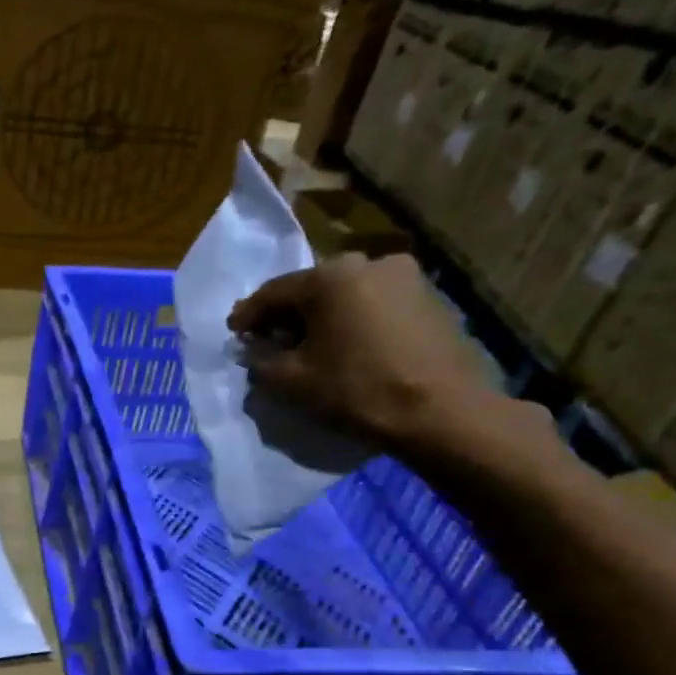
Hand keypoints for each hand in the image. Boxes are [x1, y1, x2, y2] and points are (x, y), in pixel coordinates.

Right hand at [227, 252, 504, 456]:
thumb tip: (254, 349)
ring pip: (345, 295)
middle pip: (311, 289)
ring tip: (308, 347)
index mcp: (330, 277)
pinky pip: (373, 305)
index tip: (233, 334)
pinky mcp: (429, 298)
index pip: (272, 292)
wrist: (442, 411)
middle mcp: (368, 262)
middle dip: (286, 315)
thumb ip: (261, 359)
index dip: (247, 315)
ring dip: (321, 318)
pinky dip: (352, 322)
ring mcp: (405, 277)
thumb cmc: (356, 390)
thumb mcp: (290, 380)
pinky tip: (345, 347)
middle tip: (269, 341)